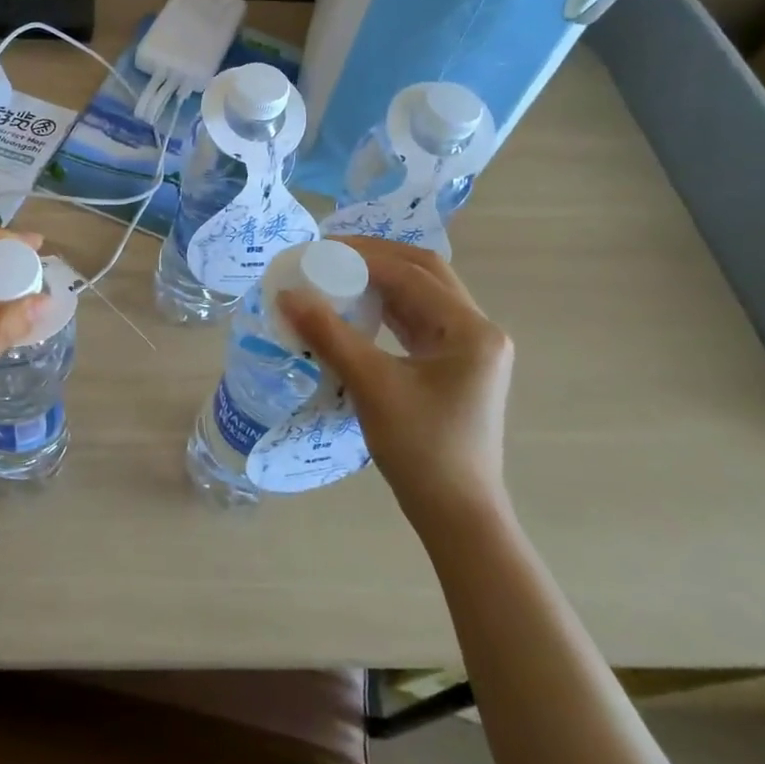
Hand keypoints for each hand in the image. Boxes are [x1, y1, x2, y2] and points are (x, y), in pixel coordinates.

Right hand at [279, 237, 513, 522]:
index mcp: (470, 329)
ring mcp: (468, 349)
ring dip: (381, 280)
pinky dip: (386, 307)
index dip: (363, 255)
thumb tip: (287, 294)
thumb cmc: (421, 449)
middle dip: (376, 257)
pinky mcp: (453, 366)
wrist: (456, 513)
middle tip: (329, 252)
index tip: (318, 249)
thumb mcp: (371, 386)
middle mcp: (477, 330)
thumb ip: (329, 334)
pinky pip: (417, 321)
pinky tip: (355, 308)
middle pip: (424, 273)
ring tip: (336, 273)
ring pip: (421, 296)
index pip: (412, 273)